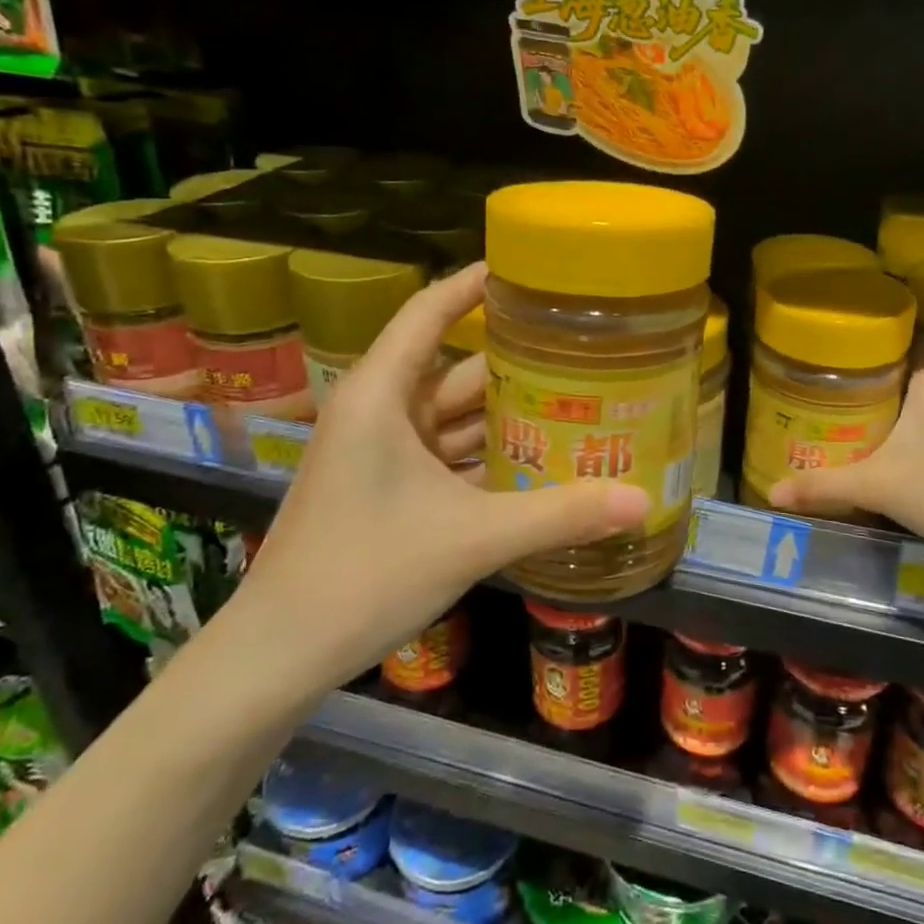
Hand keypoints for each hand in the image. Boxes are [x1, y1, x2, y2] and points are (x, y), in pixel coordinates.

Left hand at [238, 264, 648, 688]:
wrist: (279, 654)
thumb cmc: (365, 573)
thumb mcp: (472, 538)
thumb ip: (559, 515)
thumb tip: (644, 502)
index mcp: (382, 394)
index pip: (430, 311)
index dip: (474, 284)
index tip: (527, 269)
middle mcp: (380, 411)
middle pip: (456, 367)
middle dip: (517, 361)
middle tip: (585, 349)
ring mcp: (381, 453)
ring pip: (455, 416)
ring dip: (507, 414)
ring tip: (577, 401)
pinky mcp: (387, 489)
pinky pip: (448, 455)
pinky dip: (489, 456)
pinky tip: (539, 462)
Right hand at [765, 364, 923, 581]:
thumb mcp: (873, 485)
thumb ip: (822, 485)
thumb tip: (772, 493)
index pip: (912, 344)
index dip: (884, 351)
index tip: (854, 362)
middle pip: (921, 379)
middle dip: (892, 392)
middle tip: (852, 404)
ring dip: (917, 420)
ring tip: (878, 433)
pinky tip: (919, 465)